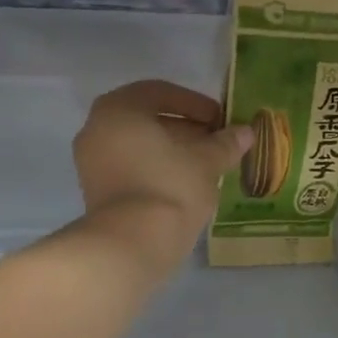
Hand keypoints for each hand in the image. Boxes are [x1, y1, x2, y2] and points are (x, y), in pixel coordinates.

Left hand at [72, 80, 253, 267]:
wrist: (131, 244)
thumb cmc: (169, 188)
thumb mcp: (206, 162)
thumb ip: (225, 143)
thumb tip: (246, 132)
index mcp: (119, 109)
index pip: (161, 93)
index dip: (196, 104)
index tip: (221, 120)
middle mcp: (97, 128)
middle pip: (148, 120)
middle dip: (185, 129)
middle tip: (216, 143)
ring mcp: (91, 162)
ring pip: (139, 147)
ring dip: (172, 152)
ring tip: (206, 167)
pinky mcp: (96, 192)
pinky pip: (131, 169)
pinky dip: (156, 170)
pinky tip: (184, 186)